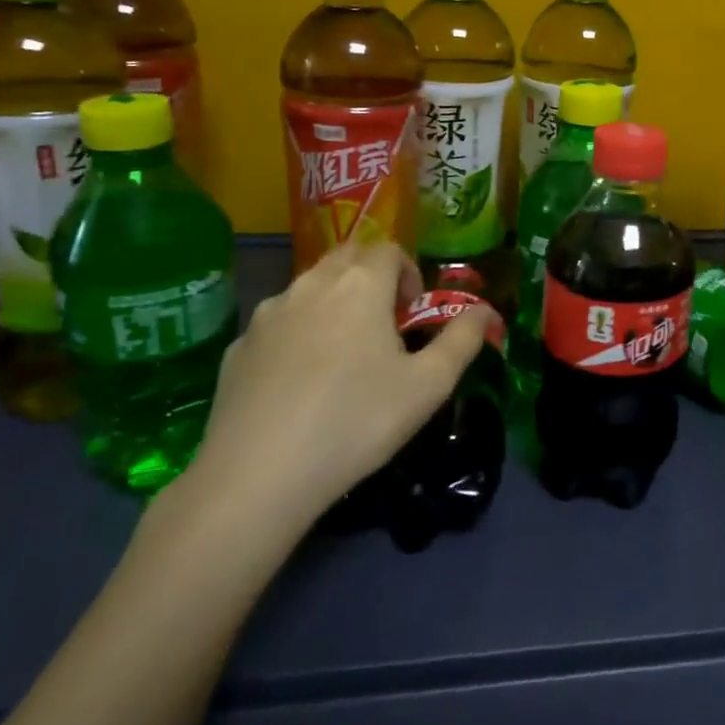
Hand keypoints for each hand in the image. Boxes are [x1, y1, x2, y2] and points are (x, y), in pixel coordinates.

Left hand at [164, 241, 496, 544]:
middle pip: (347, 257)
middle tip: (384, 324)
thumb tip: (486, 310)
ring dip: (333, 302)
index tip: (412, 313)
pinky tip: (300, 382)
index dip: (409, 272)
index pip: (389, 249)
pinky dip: (297, 334)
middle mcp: (312, 284)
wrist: (258, 475)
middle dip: (370, 278)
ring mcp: (268, 313)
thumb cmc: (357, 421)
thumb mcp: (428, 386)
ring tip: (344, 353)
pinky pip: (278, 323)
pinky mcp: (239, 346)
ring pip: (309, 287)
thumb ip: (463, 340)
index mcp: (360, 285)